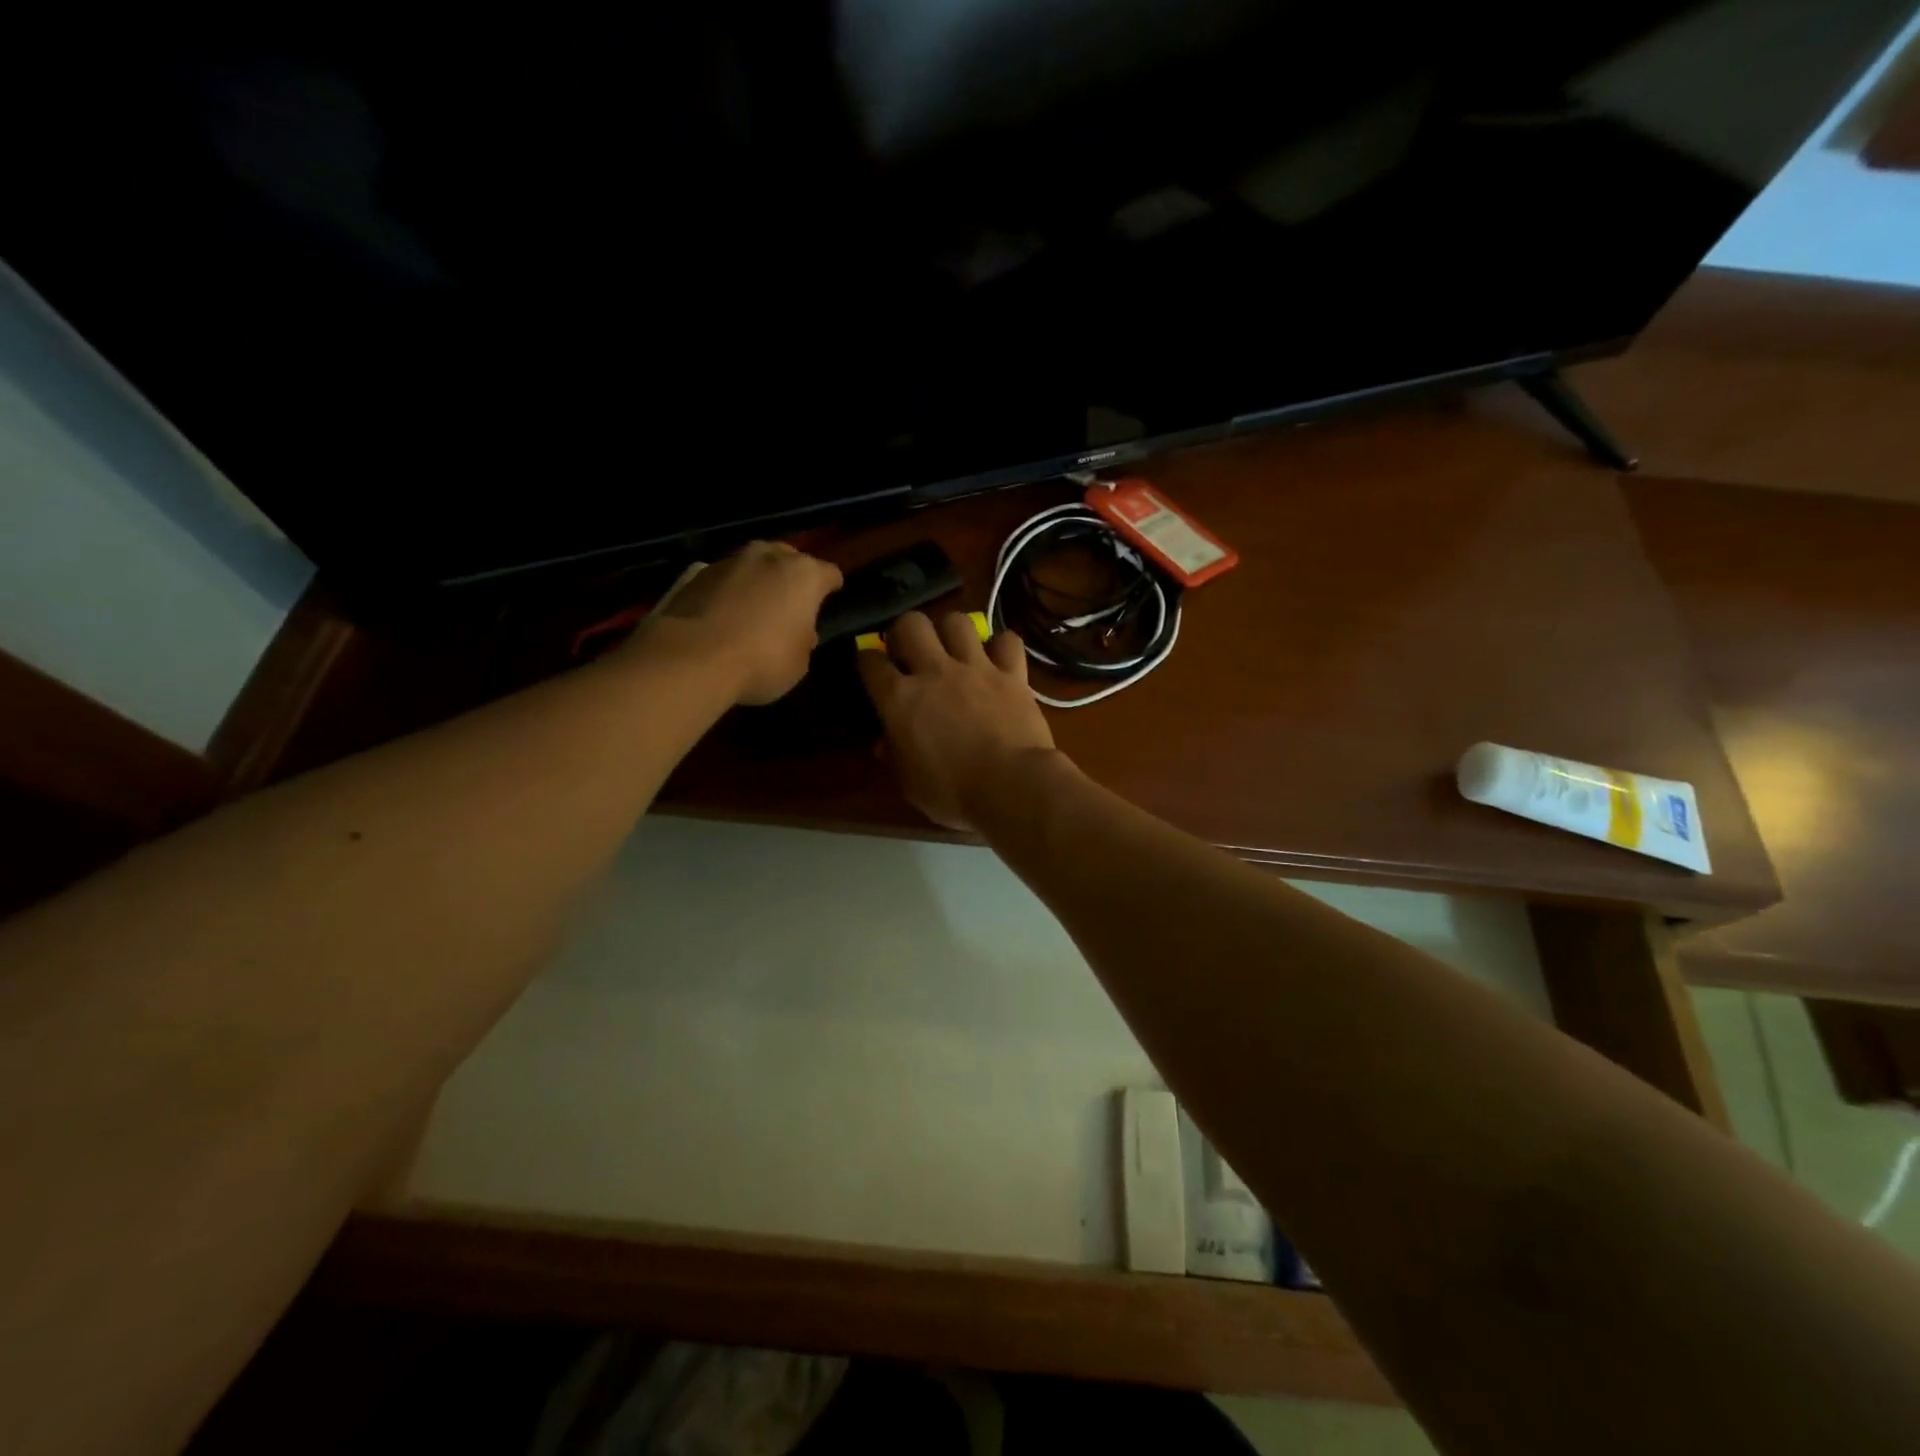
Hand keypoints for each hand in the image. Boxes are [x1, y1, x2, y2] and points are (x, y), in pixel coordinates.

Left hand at [640, 541, 842, 704]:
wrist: (693, 657)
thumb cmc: (763, 661)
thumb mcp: (800, 662)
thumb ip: (804, 639)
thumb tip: (798, 632)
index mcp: (804, 575)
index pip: (830, 574)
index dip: (831, 588)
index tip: (829, 601)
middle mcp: (770, 556)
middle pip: (790, 559)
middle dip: (792, 578)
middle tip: (790, 604)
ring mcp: (731, 561)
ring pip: (755, 566)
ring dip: (758, 582)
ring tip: (754, 610)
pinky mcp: (697, 574)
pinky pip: (725, 580)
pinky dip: (730, 593)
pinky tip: (725, 617)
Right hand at [857, 611, 1058, 830]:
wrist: (1011, 786)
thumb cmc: (953, 793)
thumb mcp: (910, 785)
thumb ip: (894, 757)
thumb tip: (884, 744)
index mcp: (900, 699)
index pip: (870, 661)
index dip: (867, 660)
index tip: (871, 667)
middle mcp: (934, 671)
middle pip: (911, 623)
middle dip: (905, 631)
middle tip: (910, 651)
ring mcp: (976, 668)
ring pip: (957, 621)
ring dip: (951, 631)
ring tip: (953, 649)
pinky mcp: (1012, 674)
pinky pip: (1007, 641)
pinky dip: (1002, 646)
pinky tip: (998, 659)